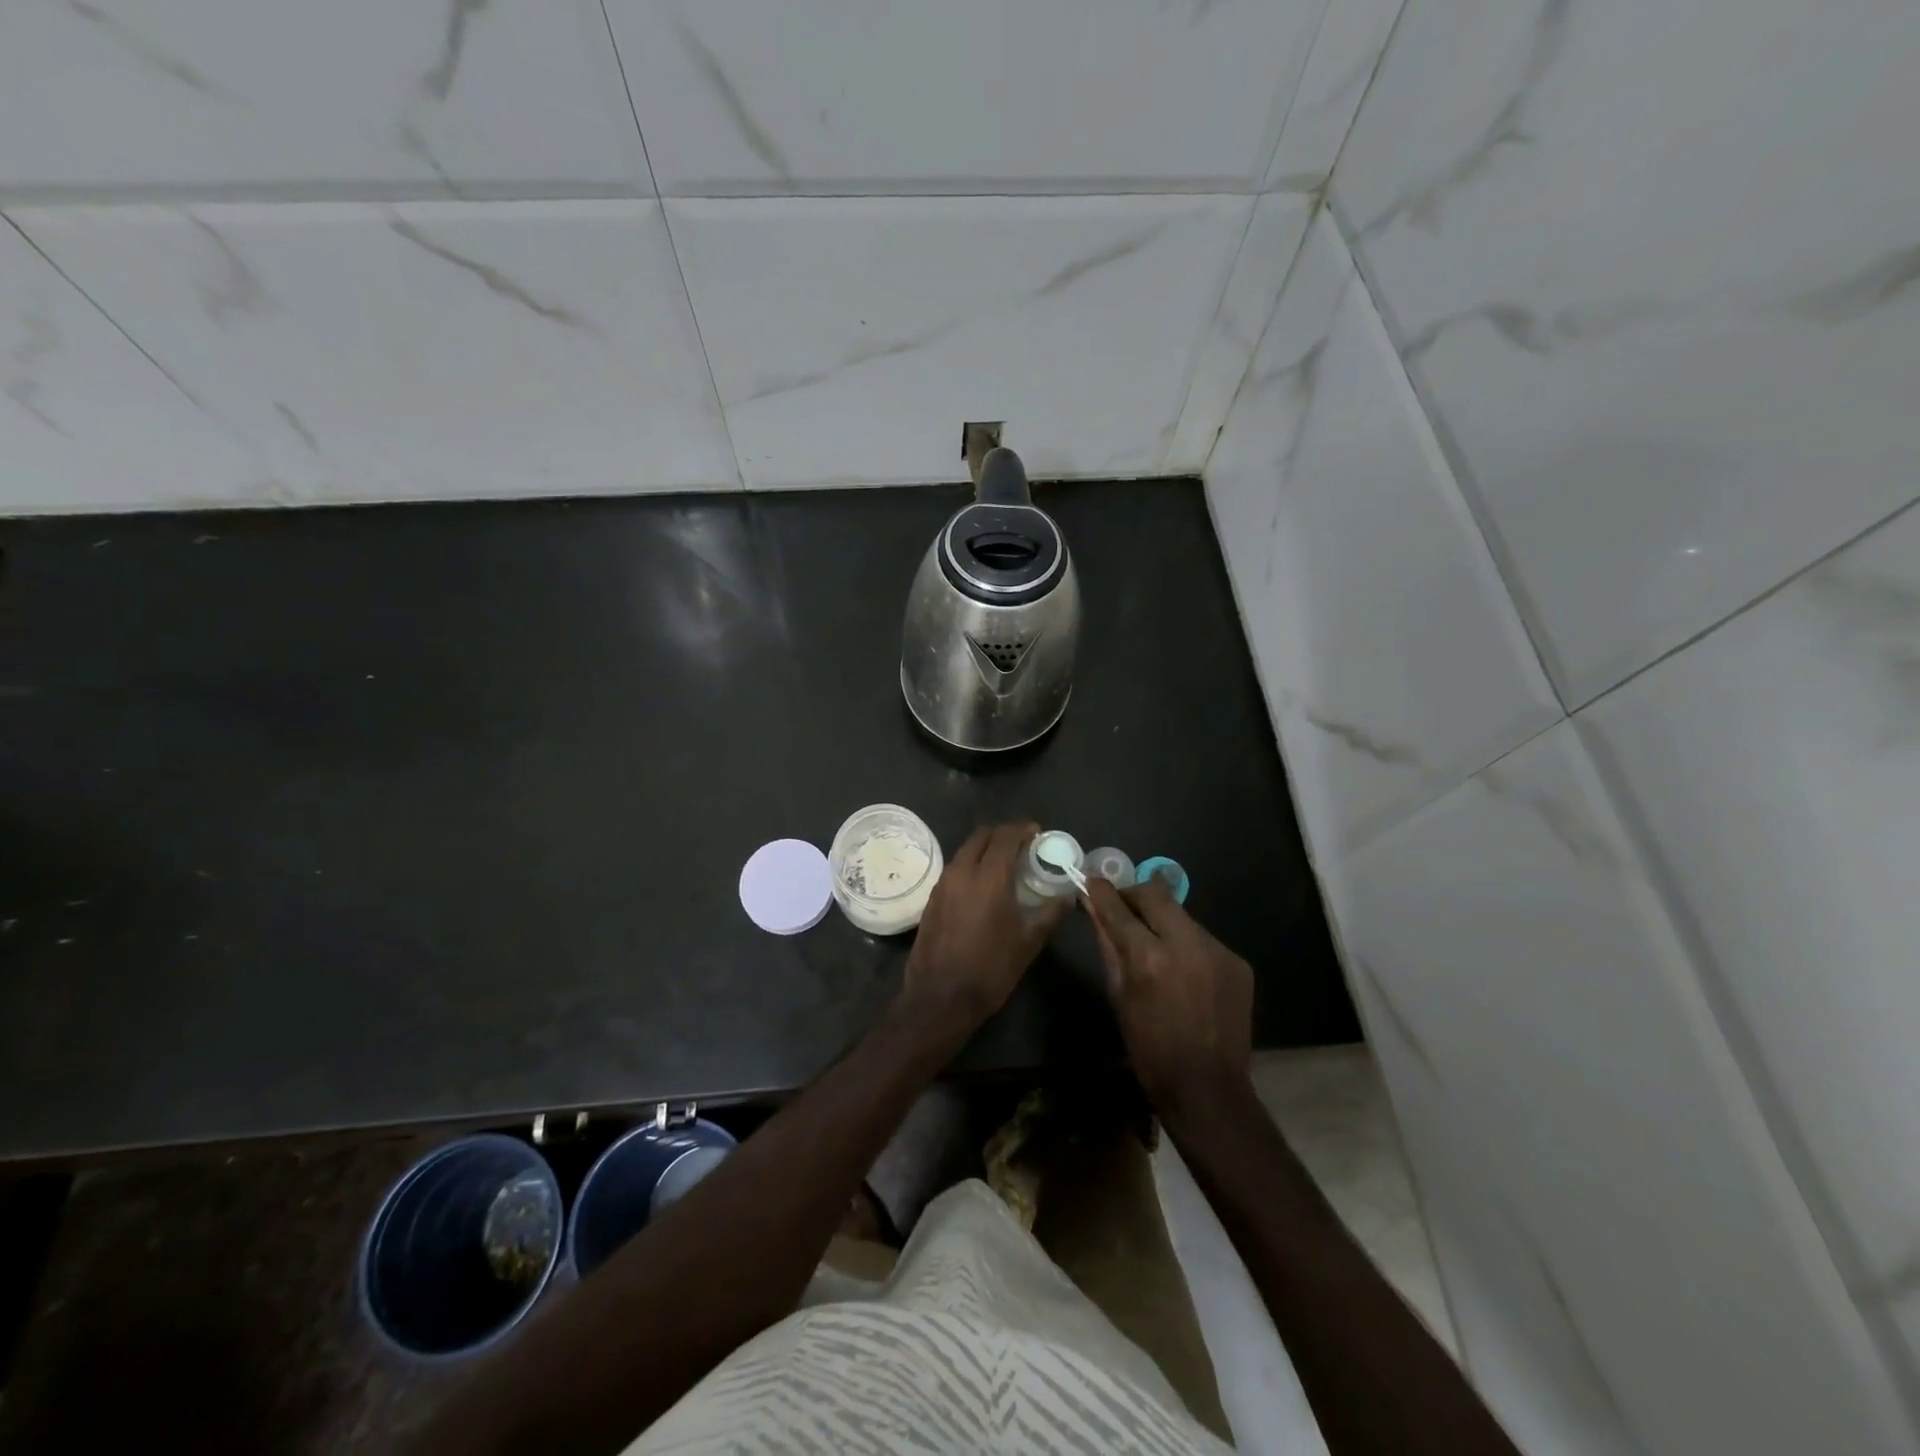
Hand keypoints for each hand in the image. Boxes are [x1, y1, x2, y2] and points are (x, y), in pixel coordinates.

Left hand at [902, 822, 1066, 1033]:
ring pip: (965, 850)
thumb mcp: (1028, 942)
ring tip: (1005, 861)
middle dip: (1003, 833)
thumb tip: (1069, 896)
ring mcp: (943, 884)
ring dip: (985, 848)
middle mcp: (962, 871)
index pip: (1005, 836)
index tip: (1037, 830)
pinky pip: (955, 868)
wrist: (940, 998)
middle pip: (981, 836)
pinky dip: (971, 864)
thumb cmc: (990, 969)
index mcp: (988, 876)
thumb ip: (1050, 913)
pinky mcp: (932, 898)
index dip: (1022, 828)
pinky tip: (983, 883)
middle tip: (1022, 843)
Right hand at [1084, 876, 1253, 1118]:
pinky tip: (1183, 971)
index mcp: (1149, 958)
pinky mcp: (1238, 962)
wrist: (1207, 1088)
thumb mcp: (1118, 995)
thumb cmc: (1149, 1048)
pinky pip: (1203, 939)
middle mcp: (1187, 944)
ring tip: (1154, 946)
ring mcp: (1218, 951)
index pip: (1120, 908)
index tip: (1092, 881)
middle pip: (1156, 894)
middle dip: (1135, 895)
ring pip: (1182, 916)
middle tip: (1122, 907)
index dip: (1103, 892)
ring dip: (1162, 922)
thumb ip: (1107, 945)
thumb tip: (1093, 907)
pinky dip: (1186, 945)